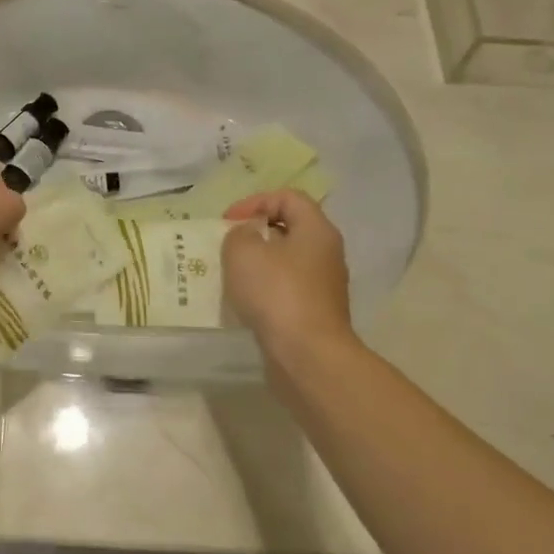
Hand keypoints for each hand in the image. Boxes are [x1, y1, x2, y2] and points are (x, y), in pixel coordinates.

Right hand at [223, 189, 355, 355]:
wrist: (307, 355)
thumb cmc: (277, 294)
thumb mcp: (244, 252)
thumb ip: (239, 233)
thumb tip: (247, 236)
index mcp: (316, 230)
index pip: (288, 197)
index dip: (255, 201)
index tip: (229, 222)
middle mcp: (326, 253)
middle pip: (289, 228)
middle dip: (255, 232)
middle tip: (228, 245)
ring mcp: (323, 285)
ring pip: (286, 261)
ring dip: (258, 263)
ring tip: (231, 273)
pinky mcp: (314, 312)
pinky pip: (286, 288)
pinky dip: (264, 289)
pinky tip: (244, 301)